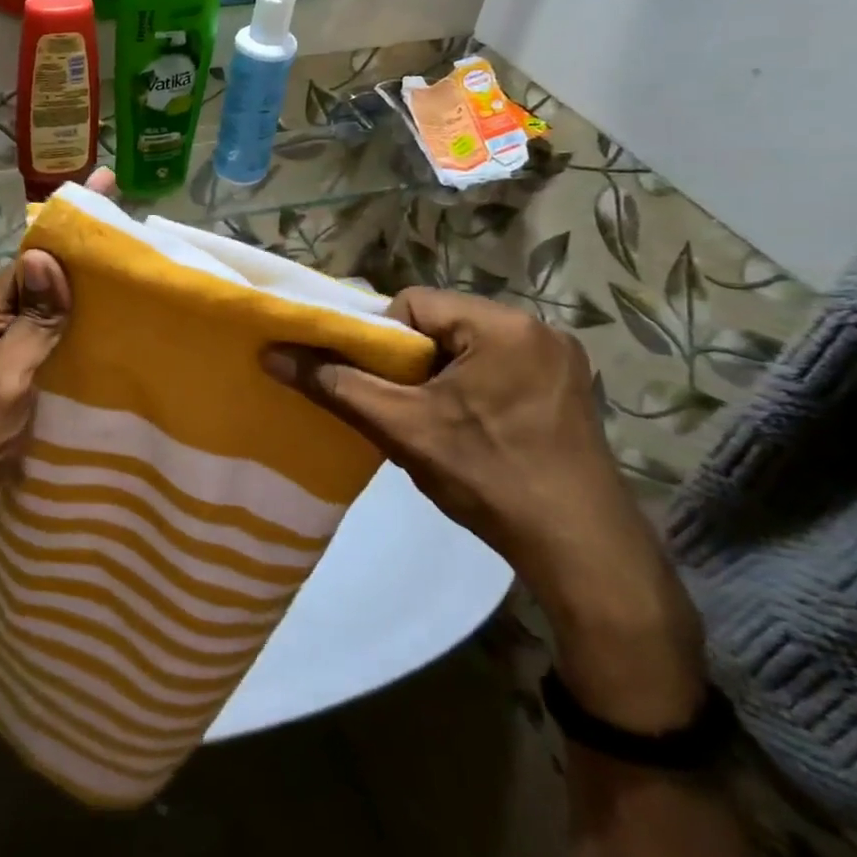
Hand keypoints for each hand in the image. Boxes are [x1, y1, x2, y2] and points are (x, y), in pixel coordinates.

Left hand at [0, 169, 113, 584]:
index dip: (70, 230)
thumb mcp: (4, 384)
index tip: (107, 190)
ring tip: (126, 281)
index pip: (30, 259)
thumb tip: (44, 258)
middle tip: (130, 238)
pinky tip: (97, 336)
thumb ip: (28, 323)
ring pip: (38, 311)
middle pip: (35, 281)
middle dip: (78, 257)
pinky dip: (66, 330)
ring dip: (75, 295)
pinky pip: (37, 340)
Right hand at [262, 289, 706, 734]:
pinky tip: (466, 427)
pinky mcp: (569, 387)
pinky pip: (497, 366)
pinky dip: (470, 386)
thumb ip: (335, 384)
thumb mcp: (402, 428)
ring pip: (467, 346)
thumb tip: (273, 354)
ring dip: (438, 374)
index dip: (380, 339)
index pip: (413, 303)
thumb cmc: (489, 478)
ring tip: (427, 418)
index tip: (375, 383)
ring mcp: (560, 358)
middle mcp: (537, 327)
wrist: (584, 553)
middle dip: (409, 359)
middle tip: (396, 403)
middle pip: (442, 323)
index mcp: (502, 325)